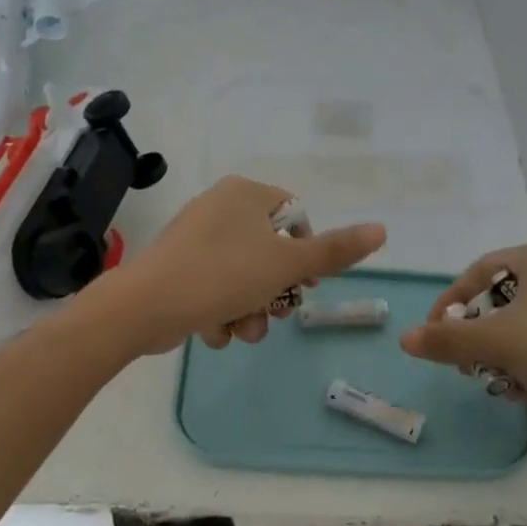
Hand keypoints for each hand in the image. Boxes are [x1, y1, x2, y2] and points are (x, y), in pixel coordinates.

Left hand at [91, 177, 386, 355]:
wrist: (144, 307)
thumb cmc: (222, 275)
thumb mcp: (285, 264)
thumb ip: (334, 251)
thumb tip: (382, 229)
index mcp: (245, 194)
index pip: (296, 217)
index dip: (307, 254)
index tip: (306, 284)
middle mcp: (219, 209)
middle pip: (270, 253)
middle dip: (275, 293)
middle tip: (275, 314)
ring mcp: (196, 240)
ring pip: (243, 278)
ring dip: (250, 311)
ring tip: (241, 330)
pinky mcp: (178, 270)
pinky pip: (215, 290)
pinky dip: (221, 314)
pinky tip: (213, 331)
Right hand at [398, 241, 526, 441]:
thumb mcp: (497, 341)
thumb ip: (446, 339)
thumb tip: (404, 339)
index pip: (477, 272)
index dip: (448, 304)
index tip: (434, 337)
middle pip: (499, 302)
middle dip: (480, 338)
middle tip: (469, 366)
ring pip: (524, 329)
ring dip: (506, 359)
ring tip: (507, 385)